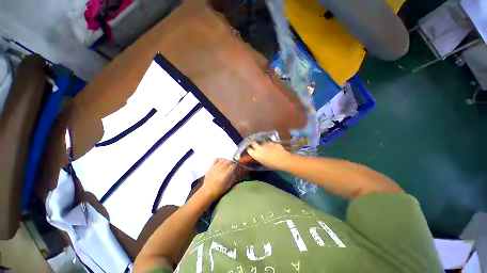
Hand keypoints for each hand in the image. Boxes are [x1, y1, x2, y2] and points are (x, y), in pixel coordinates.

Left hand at [201, 159, 237, 199]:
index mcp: (226, 174)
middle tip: (233, 166)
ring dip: (227, 161)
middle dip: (232, 163)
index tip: (237, 167)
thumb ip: (233, 177)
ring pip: (224, 160)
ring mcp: (215, 167)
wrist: (208, 191)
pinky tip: (222, 161)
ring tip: (228, 164)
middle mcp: (221, 169)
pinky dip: (220, 159)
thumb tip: (236, 170)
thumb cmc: (220, 189)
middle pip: (229, 161)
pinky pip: (217, 159)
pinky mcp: (211, 166)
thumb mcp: (229, 185)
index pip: (233, 166)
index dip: (236, 166)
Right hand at [246, 141, 290, 168]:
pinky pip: (269, 142)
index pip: (249, 149)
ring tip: (266, 146)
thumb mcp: (263, 163)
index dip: (249, 149)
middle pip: (253, 143)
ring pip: (262, 142)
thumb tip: (258, 155)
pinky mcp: (271, 142)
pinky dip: (270, 144)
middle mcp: (259, 147)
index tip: (250, 150)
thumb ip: (259, 157)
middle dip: (253, 143)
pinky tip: (273, 146)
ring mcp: (265, 143)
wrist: (282, 159)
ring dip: (263, 144)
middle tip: (255, 145)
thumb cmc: (272, 164)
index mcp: (256, 154)